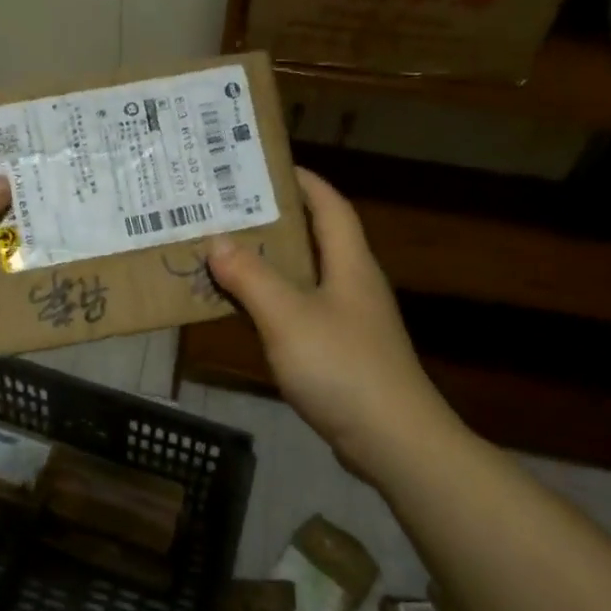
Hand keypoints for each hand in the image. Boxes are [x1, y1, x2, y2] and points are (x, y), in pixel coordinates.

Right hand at [207, 169, 448, 468]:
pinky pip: (298, 310)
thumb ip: (251, 277)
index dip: (303, 181)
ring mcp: (348, 319)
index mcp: (349, 263)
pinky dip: (269, 301)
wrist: (393, 442)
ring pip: (303, 276)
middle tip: (227, 210)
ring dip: (267, 263)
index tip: (263, 168)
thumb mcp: (288, 316)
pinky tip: (242, 309)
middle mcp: (352, 284)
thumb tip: (217, 241)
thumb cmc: (343, 367)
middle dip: (273, 221)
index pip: (329, 205)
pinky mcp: (339, 351)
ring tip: (223, 252)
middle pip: (314, 237)